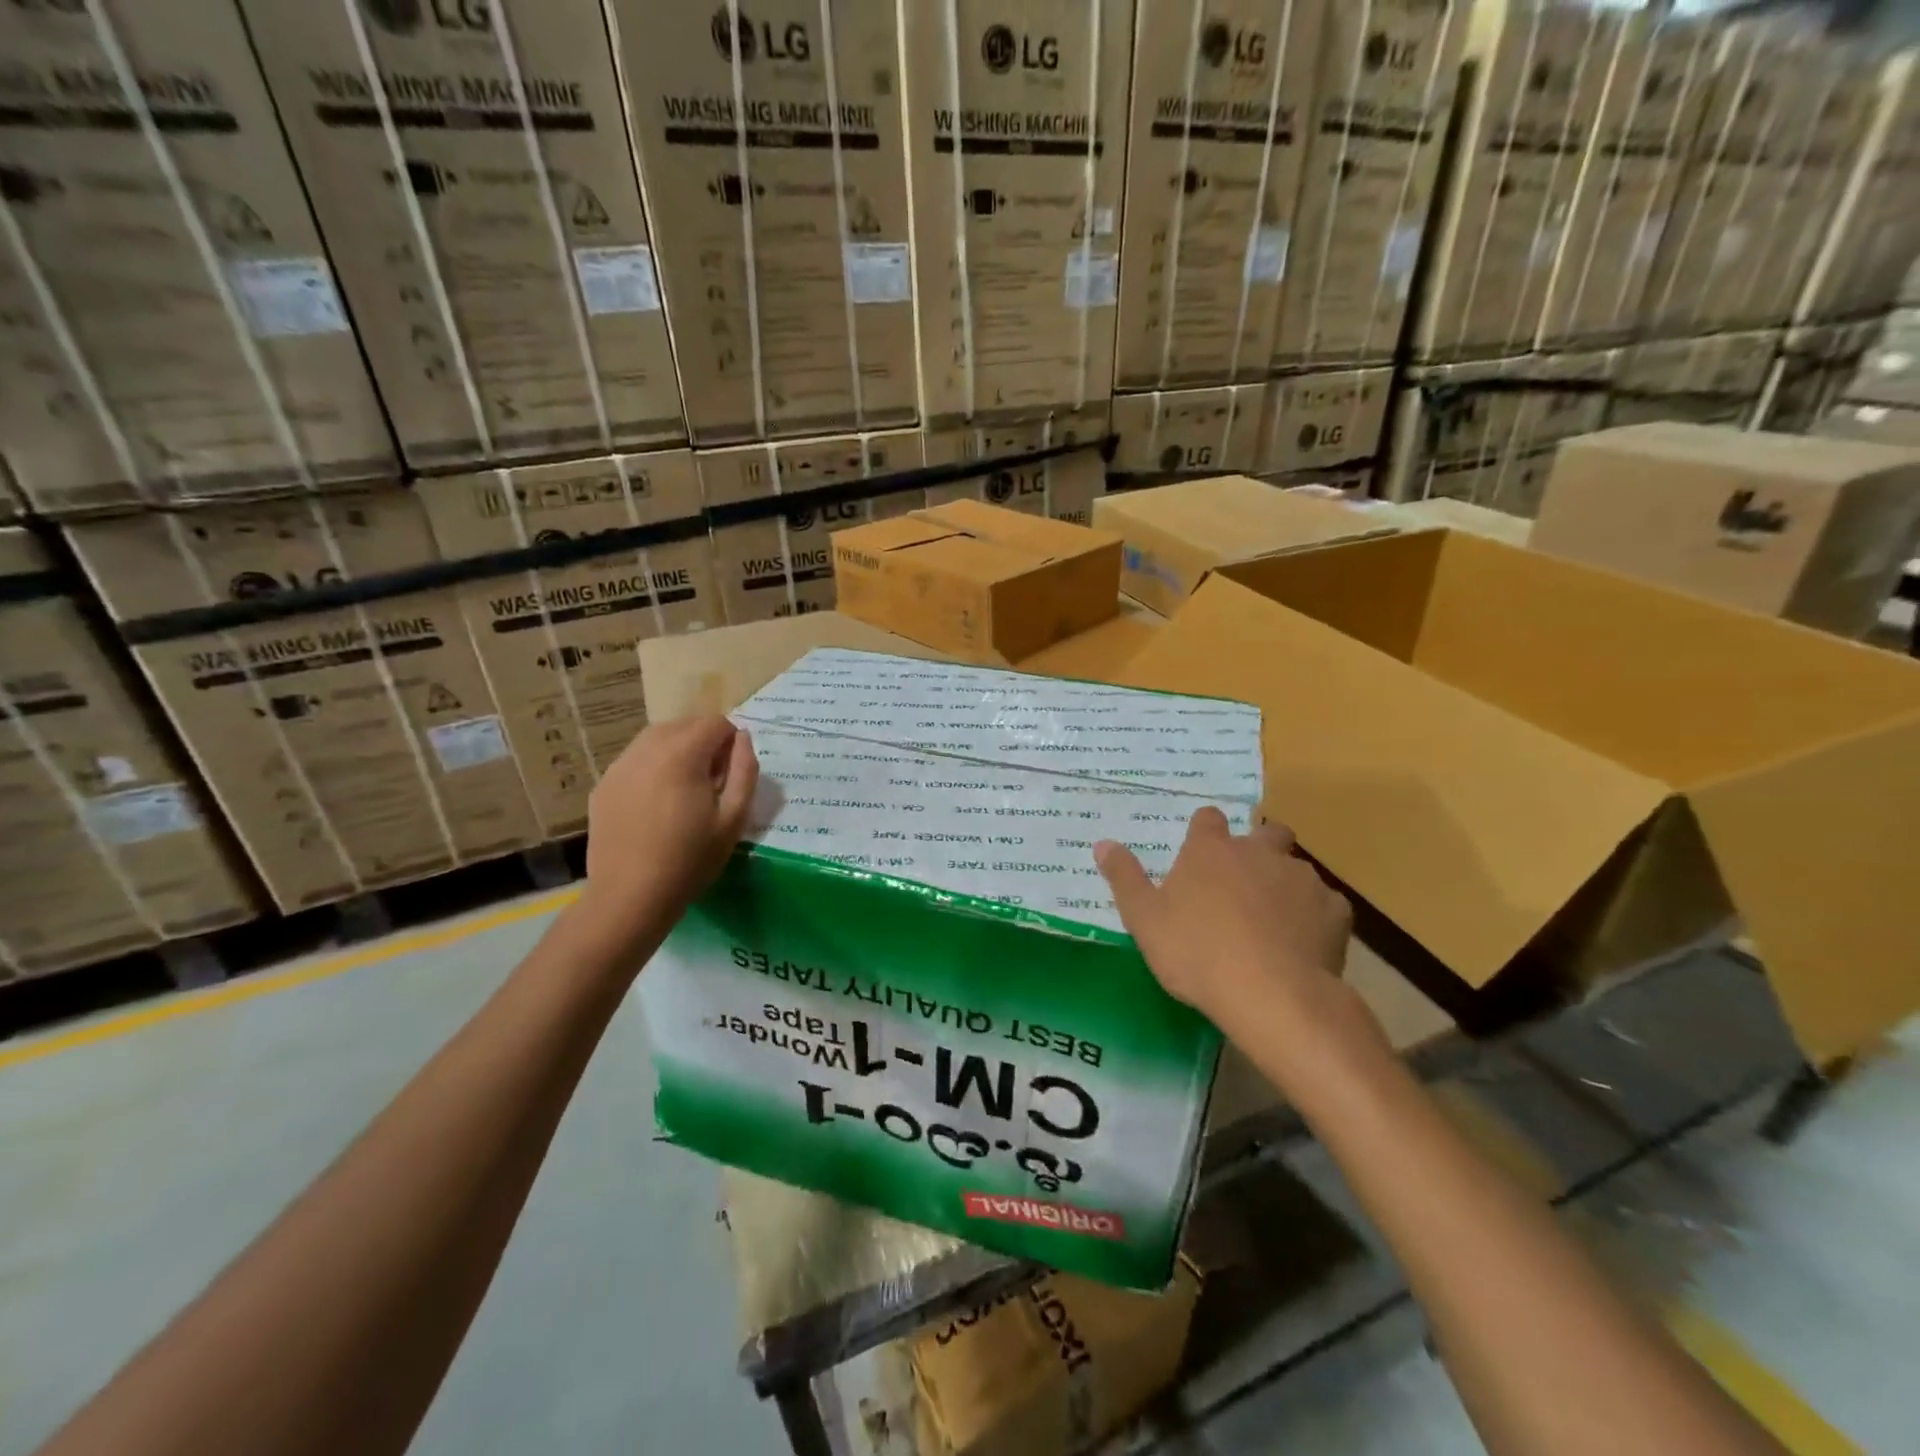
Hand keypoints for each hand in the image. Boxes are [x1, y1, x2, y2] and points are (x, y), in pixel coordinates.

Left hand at [580, 716, 758, 941]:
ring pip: (655, 739)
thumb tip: (742, 738)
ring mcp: (619, 766)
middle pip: (683, 725)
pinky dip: (652, 767)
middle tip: (712, 782)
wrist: (629, 896)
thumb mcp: (734, 818)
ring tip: (684, 790)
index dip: (730, 742)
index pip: (715, 723)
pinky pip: (635, 760)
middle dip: (703, 742)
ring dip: (677, 751)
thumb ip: (745, 770)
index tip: (731, 774)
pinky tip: (656, 803)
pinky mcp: (603, 785)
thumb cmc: (690, 859)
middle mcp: (646, 749)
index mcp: (681, 754)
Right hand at [1095, 808, 1376, 1065]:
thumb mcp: (1144, 919)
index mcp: (1211, 850)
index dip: (1205, 831)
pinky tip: (1302, 944)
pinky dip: (1314, 917)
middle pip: (1266, 832)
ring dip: (1285, 884)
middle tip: (1245, 881)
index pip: (1208, 818)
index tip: (1200, 853)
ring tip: (1273, 921)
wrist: (1271, 995)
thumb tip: (1103, 843)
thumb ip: (1124, 878)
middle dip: (1259, 846)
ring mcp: (1301, 878)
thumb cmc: (1196, 953)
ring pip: (1296, 869)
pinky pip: (1325, 905)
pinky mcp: (1335, 911)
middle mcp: (1259, 852)